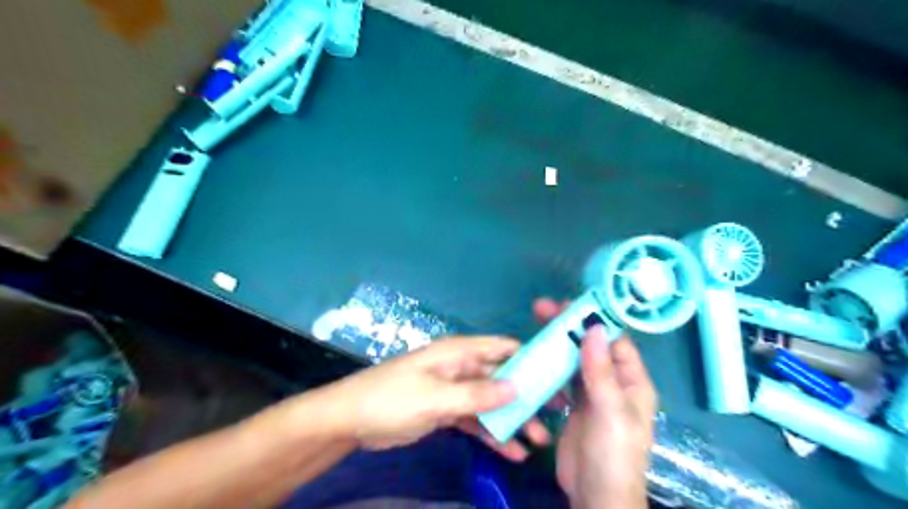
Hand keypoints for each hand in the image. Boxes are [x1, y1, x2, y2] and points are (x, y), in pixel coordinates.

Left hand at [323, 338, 549, 460]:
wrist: (350, 420)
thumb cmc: (391, 398)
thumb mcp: (435, 397)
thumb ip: (476, 394)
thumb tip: (517, 386)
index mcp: (458, 352)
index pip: (502, 348)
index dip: (530, 359)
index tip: (556, 376)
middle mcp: (461, 367)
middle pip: (501, 378)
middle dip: (526, 395)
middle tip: (555, 415)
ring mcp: (454, 390)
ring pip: (491, 402)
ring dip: (512, 420)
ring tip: (538, 441)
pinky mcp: (447, 411)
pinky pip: (476, 421)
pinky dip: (492, 434)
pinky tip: (511, 452)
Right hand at [534, 298, 656, 508]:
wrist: (596, 496)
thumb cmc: (613, 454)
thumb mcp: (611, 412)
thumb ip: (602, 371)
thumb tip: (595, 328)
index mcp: (633, 381)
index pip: (614, 340)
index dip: (594, 320)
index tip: (568, 304)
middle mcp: (614, 382)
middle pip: (591, 345)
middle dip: (569, 326)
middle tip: (542, 308)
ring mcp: (593, 393)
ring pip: (575, 358)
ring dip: (558, 342)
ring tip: (535, 324)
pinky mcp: (574, 404)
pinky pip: (563, 377)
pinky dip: (551, 364)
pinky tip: (536, 355)